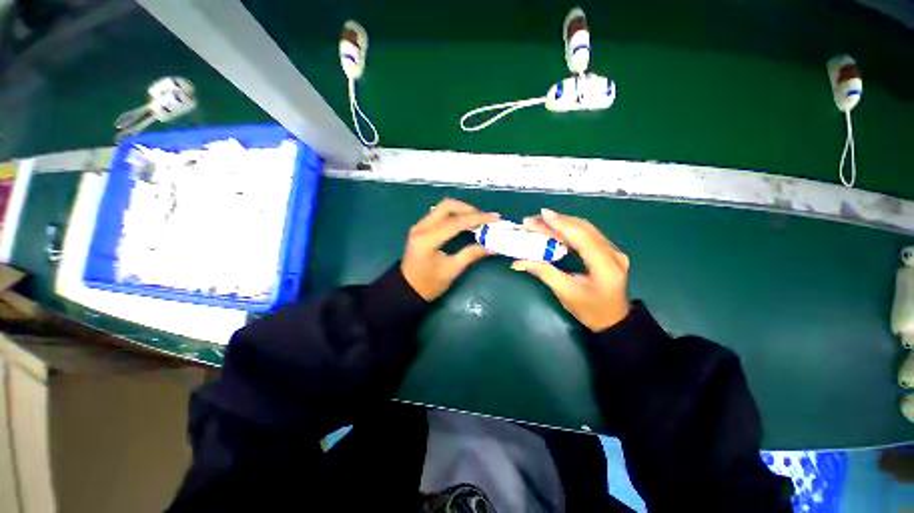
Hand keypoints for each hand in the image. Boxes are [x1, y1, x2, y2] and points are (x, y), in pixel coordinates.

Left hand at [401, 198, 499, 300]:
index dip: (477, 218)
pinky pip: (439, 214)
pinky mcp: (420, 227)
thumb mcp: (451, 271)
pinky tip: (465, 223)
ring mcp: (419, 226)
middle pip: (447, 206)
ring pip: (442, 207)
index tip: (495, 217)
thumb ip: (471, 255)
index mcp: (427, 240)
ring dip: (461, 210)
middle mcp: (421, 227)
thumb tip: (492, 247)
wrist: (407, 289)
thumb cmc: (428, 285)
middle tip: (484, 218)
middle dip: (468, 209)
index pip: (455, 222)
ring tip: (477, 220)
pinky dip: (454, 215)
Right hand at [512, 208, 630, 331]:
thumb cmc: (590, 310)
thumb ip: (544, 273)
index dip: (562, 225)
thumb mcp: (565, 293)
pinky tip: (555, 227)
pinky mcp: (609, 250)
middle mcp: (613, 254)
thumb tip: (519, 262)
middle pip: (584, 229)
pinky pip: (588, 234)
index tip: (543, 215)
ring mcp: (613, 251)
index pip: (583, 238)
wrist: (613, 320)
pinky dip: (569, 229)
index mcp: (605, 267)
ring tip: (540, 221)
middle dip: (557, 221)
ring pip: (586, 229)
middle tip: (533, 219)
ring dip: (562, 223)